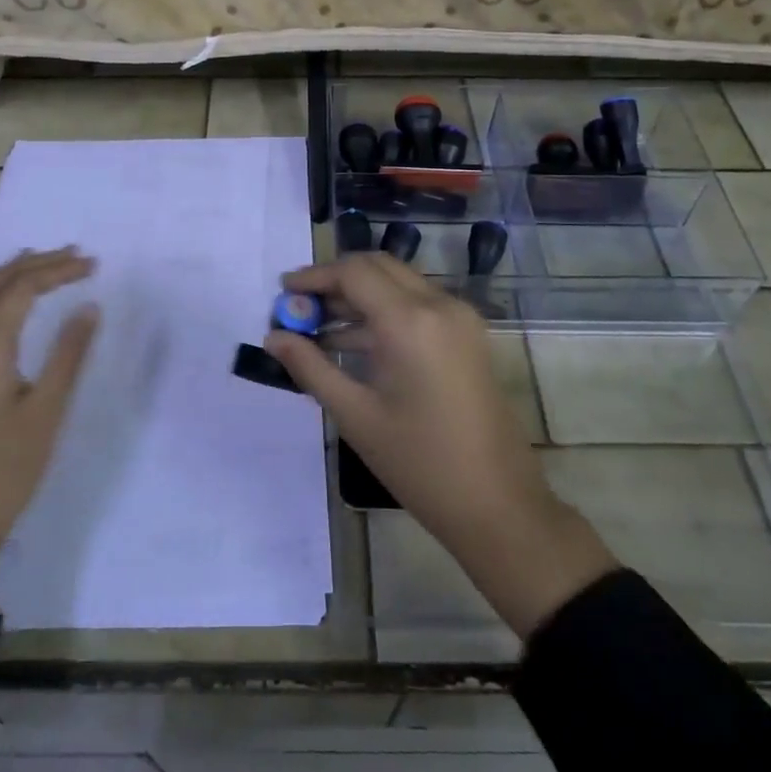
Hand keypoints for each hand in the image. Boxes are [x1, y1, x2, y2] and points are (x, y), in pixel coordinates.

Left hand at [0, 247, 99, 575]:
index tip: (93, 264)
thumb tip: (88, 308)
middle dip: (34, 264)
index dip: (59, 270)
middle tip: (74, 255)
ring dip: (6, 275)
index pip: (23, 287)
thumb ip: (68, 355)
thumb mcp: (45, 413)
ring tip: (37, 264)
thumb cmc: (0, 472)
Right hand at [264, 252, 616, 635]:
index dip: (314, 276)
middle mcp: (439, 304)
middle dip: (335, 280)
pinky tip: (353, 343)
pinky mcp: (467, 334)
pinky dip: (384, 312)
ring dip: (358, 296)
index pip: (354, 272)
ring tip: (316, 327)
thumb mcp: (356, 415)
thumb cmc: (420, 463)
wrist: (498, 504)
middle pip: (377, 267)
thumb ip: (310, 368)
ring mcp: (459, 317)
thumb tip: (273, 338)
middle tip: (300, 305)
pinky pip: (418, 305)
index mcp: (411, 321)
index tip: (282, 291)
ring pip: (398, 283)